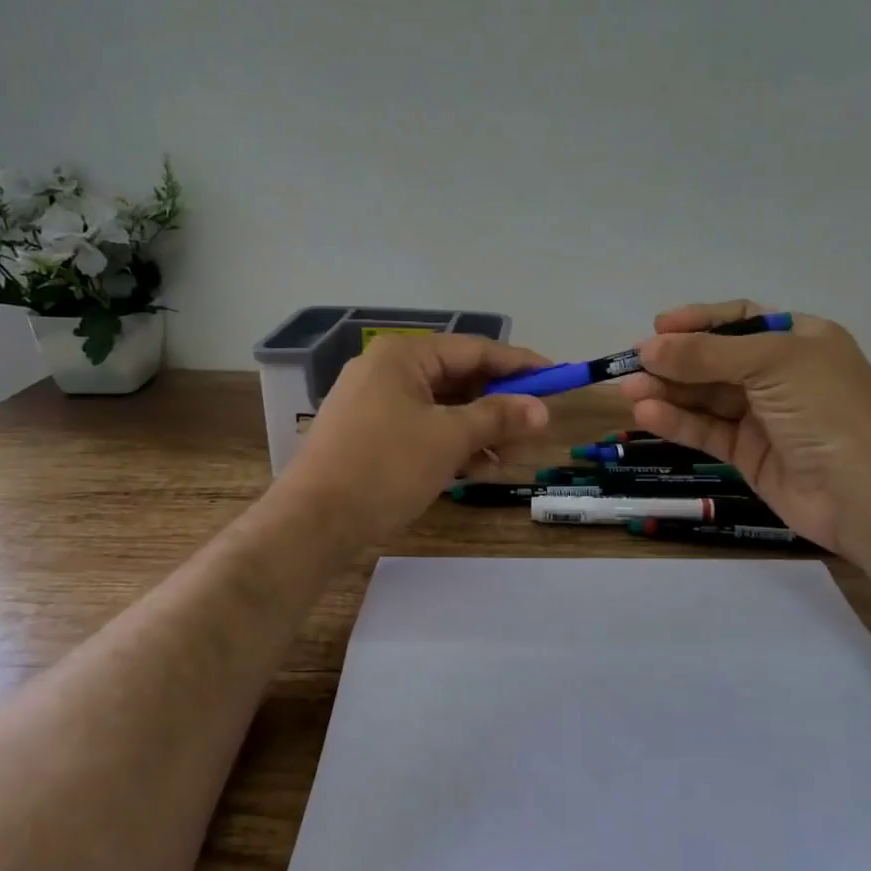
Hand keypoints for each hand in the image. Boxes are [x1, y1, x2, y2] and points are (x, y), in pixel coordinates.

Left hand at [279, 334, 550, 541]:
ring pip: (442, 408)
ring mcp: (375, 403)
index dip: (520, 364)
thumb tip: (541, 409)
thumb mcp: (448, 439)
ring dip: (479, 430)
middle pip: (459, 379)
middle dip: (499, 405)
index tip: (556, 378)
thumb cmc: (385, 467)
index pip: (475, 350)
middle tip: (535, 428)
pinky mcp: (370, 434)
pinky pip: (422, 428)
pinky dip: (451, 444)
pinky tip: (478, 469)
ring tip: (511, 458)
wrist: (313, 521)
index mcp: (404, 355)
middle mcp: (388, 370)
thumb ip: (497, 417)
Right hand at [618, 300, 870, 554]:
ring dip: (667, 392)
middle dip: (674, 361)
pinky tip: (647, 416)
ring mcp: (763, 416)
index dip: (699, 321)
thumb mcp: (770, 363)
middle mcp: (780, 374)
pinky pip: (707, 430)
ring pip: (706, 397)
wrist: (862, 493)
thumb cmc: (825, 409)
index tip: (658, 327)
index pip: (740, 319)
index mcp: (799, 339)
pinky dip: (678, 422)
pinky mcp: (748, 453)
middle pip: (715, 359)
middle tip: (630, 365)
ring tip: (629, 392)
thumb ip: (707, 354)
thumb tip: (648, 348)